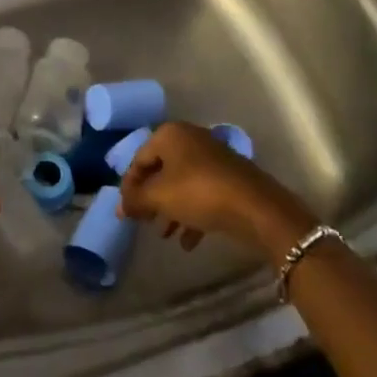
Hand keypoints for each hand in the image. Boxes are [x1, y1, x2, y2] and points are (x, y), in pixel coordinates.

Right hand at [118, 122, 313, 262]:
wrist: (256, 207)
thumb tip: (120, 206)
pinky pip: (201, 194)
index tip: (124, 212)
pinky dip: (191, 214)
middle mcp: (190, 139)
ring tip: (165, 235)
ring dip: (170, 210)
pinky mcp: (228, 178)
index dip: (128, 186)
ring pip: (181, 184)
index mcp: (170, 134)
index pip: (139, 159)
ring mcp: (211, 158)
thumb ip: (136, 200)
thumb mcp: (160, 196)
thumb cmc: (199, 193)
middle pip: (161, 171)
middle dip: (151, 199)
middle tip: (143, 222)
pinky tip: (187, 241)